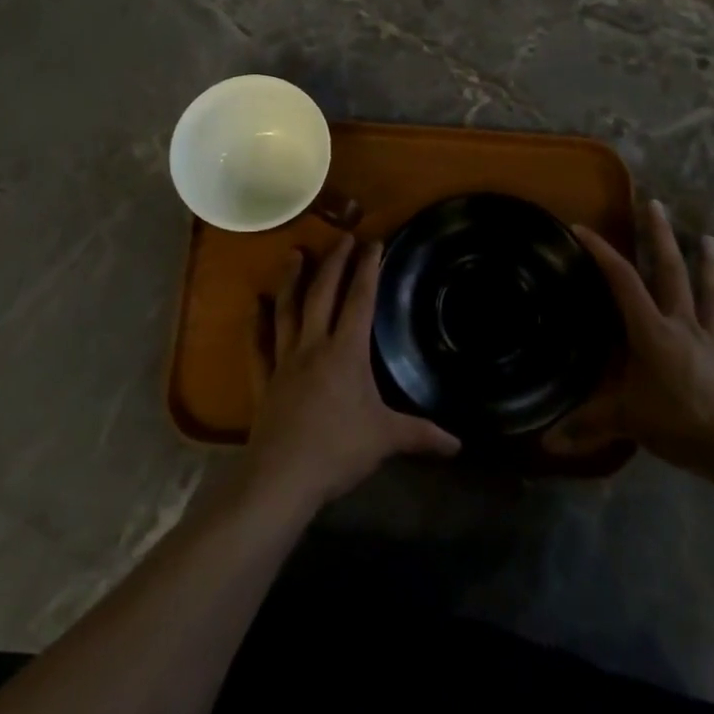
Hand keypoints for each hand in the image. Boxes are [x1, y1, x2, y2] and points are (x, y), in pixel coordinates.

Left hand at [243, 235, 459, 513]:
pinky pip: (258, 345)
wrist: (282, 476)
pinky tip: (254, 305)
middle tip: (342, 237)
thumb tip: (458, 444)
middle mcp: (314, 345)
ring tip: (295, 254)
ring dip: (291, 280)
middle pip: (323, 294)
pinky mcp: (263, 381)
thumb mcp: (386, 439)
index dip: (368, 269)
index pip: (360, 300)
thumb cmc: (338, 450)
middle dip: (334, 263)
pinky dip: (255, 324)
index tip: (373, 242)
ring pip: (287, 310)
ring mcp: (284, 361)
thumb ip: (421, 435)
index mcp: (346, 352)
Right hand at [545, 200, 713, 486]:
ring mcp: (710, 341)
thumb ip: (585, 426)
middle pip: (670, 272)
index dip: (601, 252)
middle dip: (659, 236)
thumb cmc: (679, 423)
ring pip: (707, 293)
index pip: (622, 281)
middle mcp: (681, 324)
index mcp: (651, 330)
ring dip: (706, 263)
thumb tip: (543, 442)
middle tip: (654, 204)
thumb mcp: (625, 421)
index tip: (582, 228)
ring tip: (706, 237)